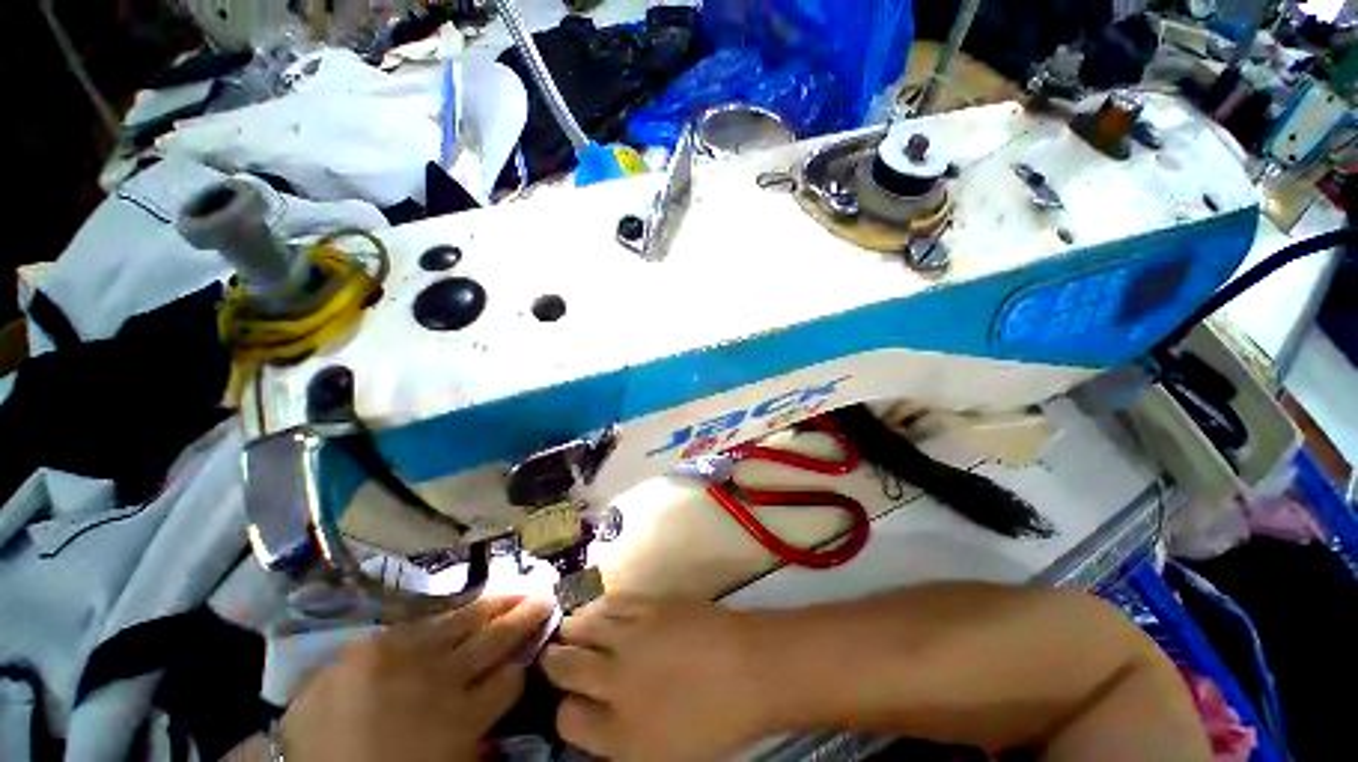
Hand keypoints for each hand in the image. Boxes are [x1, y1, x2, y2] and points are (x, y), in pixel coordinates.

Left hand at [278, 595, 552, 761]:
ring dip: (500, 604)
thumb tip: (504, 706)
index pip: (511, 679)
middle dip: (526, 618)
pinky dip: (459, 608)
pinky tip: (475, 598)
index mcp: (459, 722)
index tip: (534, 652)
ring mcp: (411, 656)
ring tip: (521, 590)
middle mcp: (443, 682)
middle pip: (496, 640)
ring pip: (470, 619)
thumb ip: (478, 740)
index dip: (524, 664)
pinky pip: (431, 617)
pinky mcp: (379, 642)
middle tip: (546, 598)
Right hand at [541, 596, 769, 760]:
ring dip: (572, 630)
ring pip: (581, 627)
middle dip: (554, 662)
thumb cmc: (715, 721)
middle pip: (564, 666)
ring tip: (571, 631)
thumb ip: (618, 739)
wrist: (753, 668)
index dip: (564, 708)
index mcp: (619, 735)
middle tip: (554, 657)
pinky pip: (610, 602)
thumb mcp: (662, 754)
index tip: (570, 700)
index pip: (566, 719)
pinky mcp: (649, 604)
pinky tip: (599, 611)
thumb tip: (592, 716)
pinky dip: (598, 607)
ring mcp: (632, 638)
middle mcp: (616, 683)